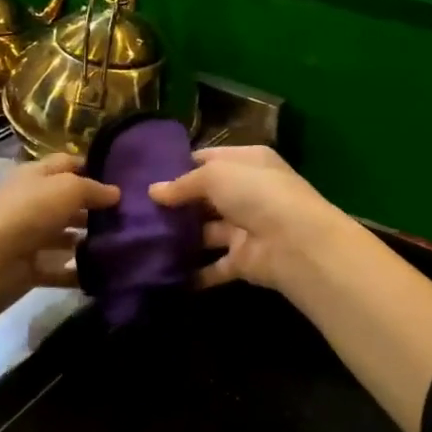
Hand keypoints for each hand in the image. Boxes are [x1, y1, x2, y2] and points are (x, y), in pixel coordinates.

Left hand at [0, 154, 120, 315]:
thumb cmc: (28, 212)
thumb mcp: (67, 189)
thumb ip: (93, 189)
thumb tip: (116, 192)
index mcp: (35, 176)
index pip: (66, 163)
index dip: (91, 167)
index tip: (122, 178)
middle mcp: (31, 202)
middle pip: (67, 202)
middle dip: (94, 208)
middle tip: (129, 216)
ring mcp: (29, 237)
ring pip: (64, 236)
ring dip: (88, 240)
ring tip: (121, 244)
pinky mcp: (29, 268)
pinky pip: (59, 269)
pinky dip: (77, 272)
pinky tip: (102, 273)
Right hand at [153, 145, 431, 431]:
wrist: (296, 243)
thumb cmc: (257, 194)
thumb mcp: (216, 175)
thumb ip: (184, 184)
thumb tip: (154, 191)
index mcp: (248, 162)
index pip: (208, 159)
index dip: (179, 166)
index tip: (145, 176)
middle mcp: (248, 192)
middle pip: (205, 196)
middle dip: (175, 203)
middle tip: (135, 210)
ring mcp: (245, 228)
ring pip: (205, 231)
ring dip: (179, 237)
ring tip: (140, 240)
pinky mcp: (243, 261)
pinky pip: (212, 266)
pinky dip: (192, 272)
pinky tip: (160, 272)